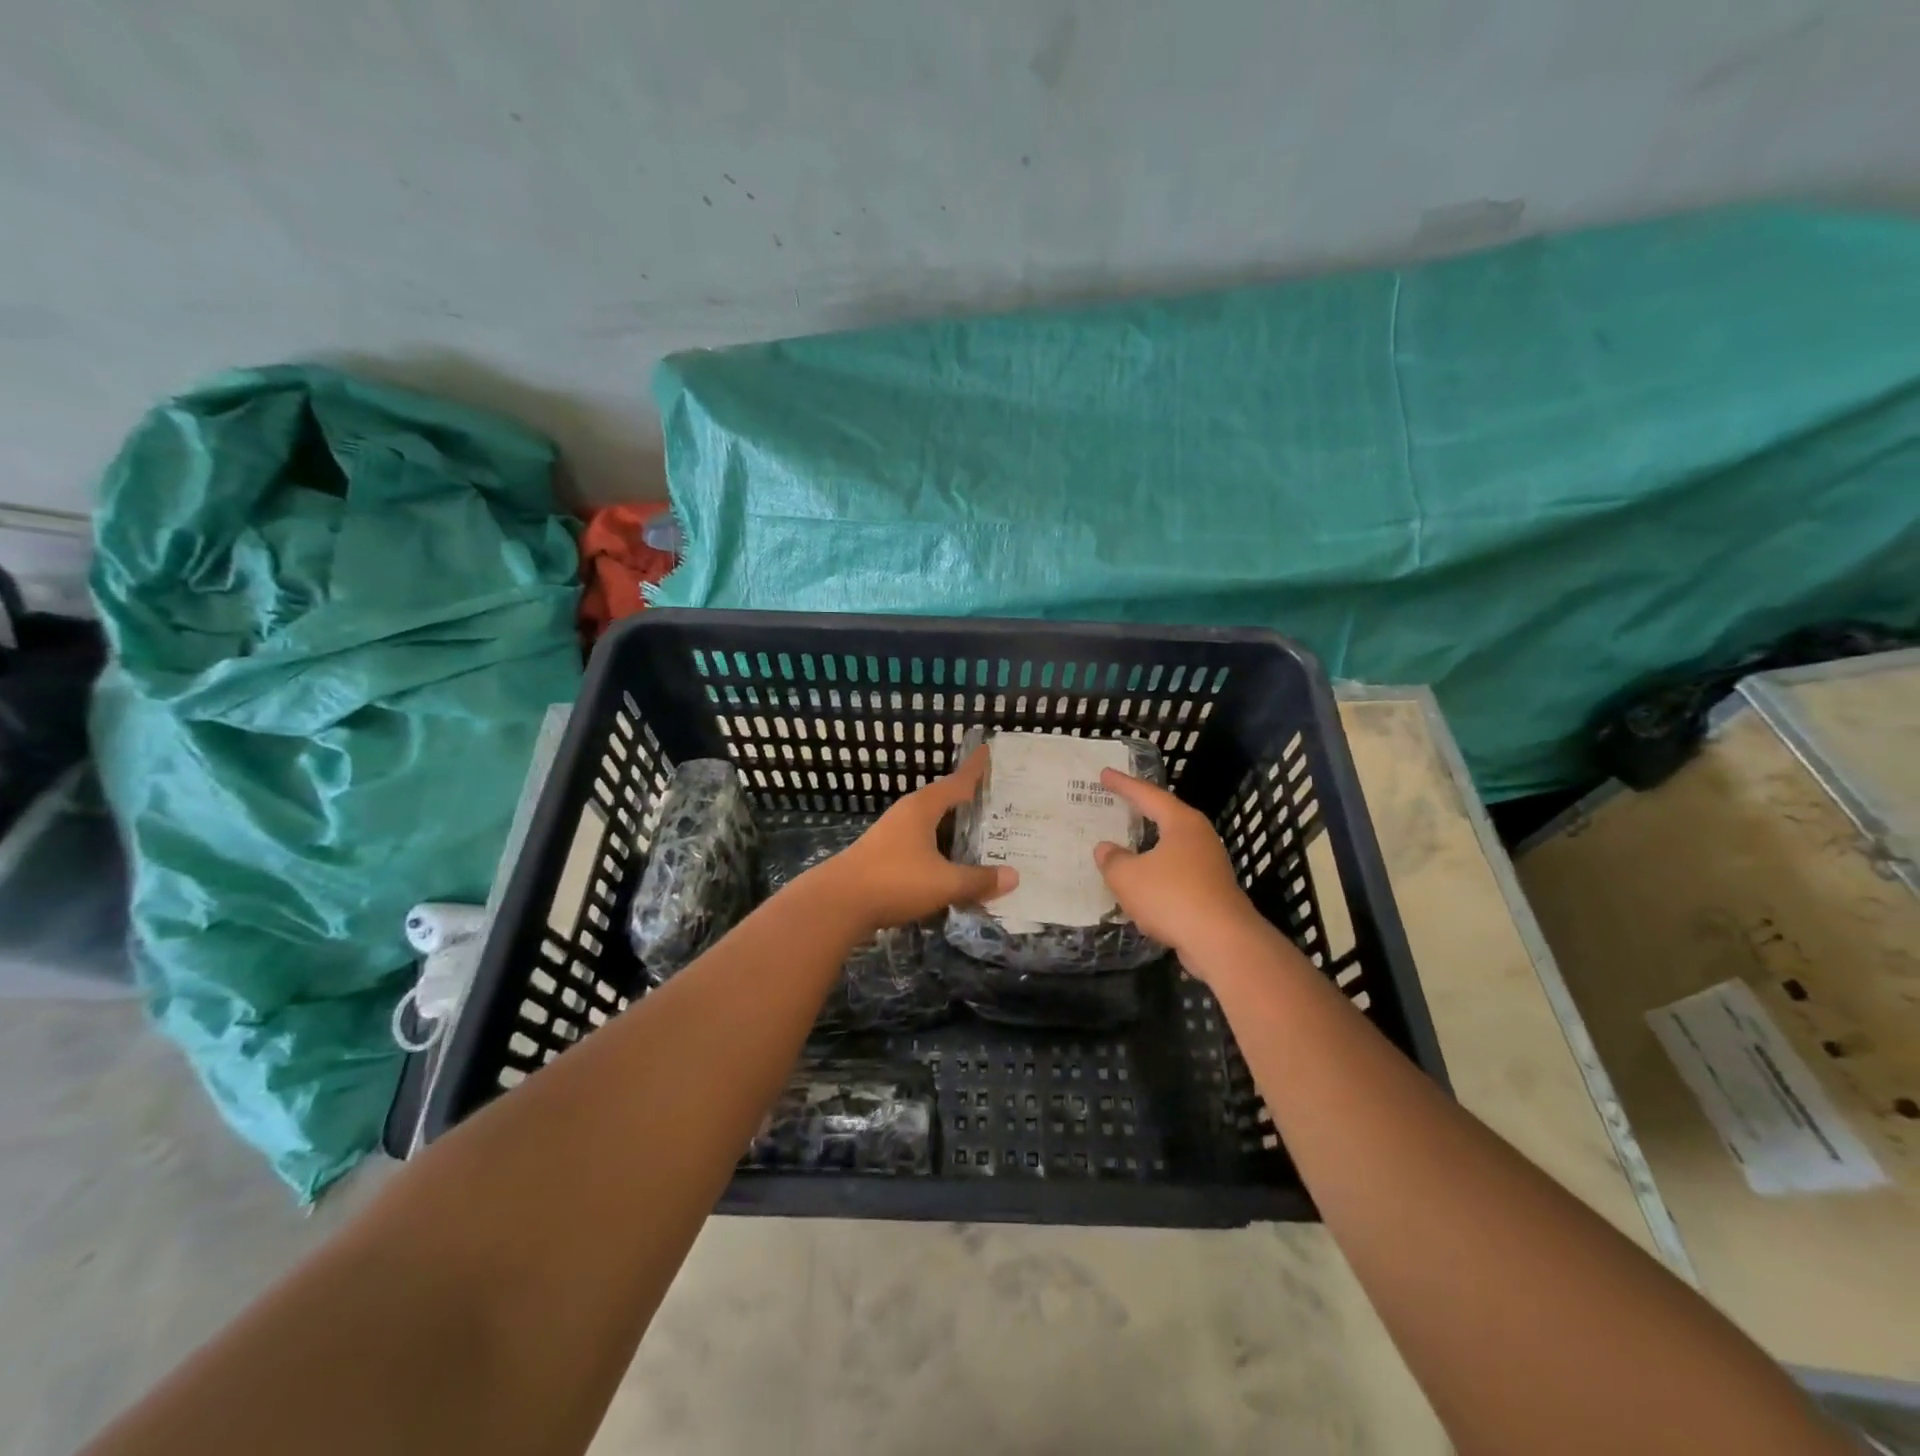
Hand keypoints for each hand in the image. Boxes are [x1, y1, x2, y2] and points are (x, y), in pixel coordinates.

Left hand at [807, 748, 1016, 935]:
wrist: (837, 903)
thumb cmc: (894, 881)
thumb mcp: (944, 883)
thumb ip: (979, 880)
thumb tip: (1014, 876)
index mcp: (922, 808)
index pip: (956, 782)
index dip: (974, 768)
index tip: (987, 750)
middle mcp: (907, 814)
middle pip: (942, 800)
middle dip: (966, 799)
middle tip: (994, 798)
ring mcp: (891, 834)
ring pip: (930, 823)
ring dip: (951, 826)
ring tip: (978, 832)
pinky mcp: (883, 855)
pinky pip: (920, 843)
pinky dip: (938, 847)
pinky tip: (948, 863)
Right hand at [1093, 770, 1266, 978]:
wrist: (1223, 942)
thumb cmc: (1172, 897)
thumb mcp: (1128, 877)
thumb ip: (1112, 859)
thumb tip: (1106, 849)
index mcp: (1182, 823)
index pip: (1148, 795)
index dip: (1123, 785)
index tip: (1104, 774)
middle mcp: (1200, 837)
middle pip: (1166, 817)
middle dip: (1141, 811)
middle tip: (1118, 803)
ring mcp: (1210, 866)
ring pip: (1171, 849)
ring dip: (1149, 848)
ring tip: (1126, 846)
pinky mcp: (1212, 893)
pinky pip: (1176, 875)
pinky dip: (1156, 876)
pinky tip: (1142, 887)